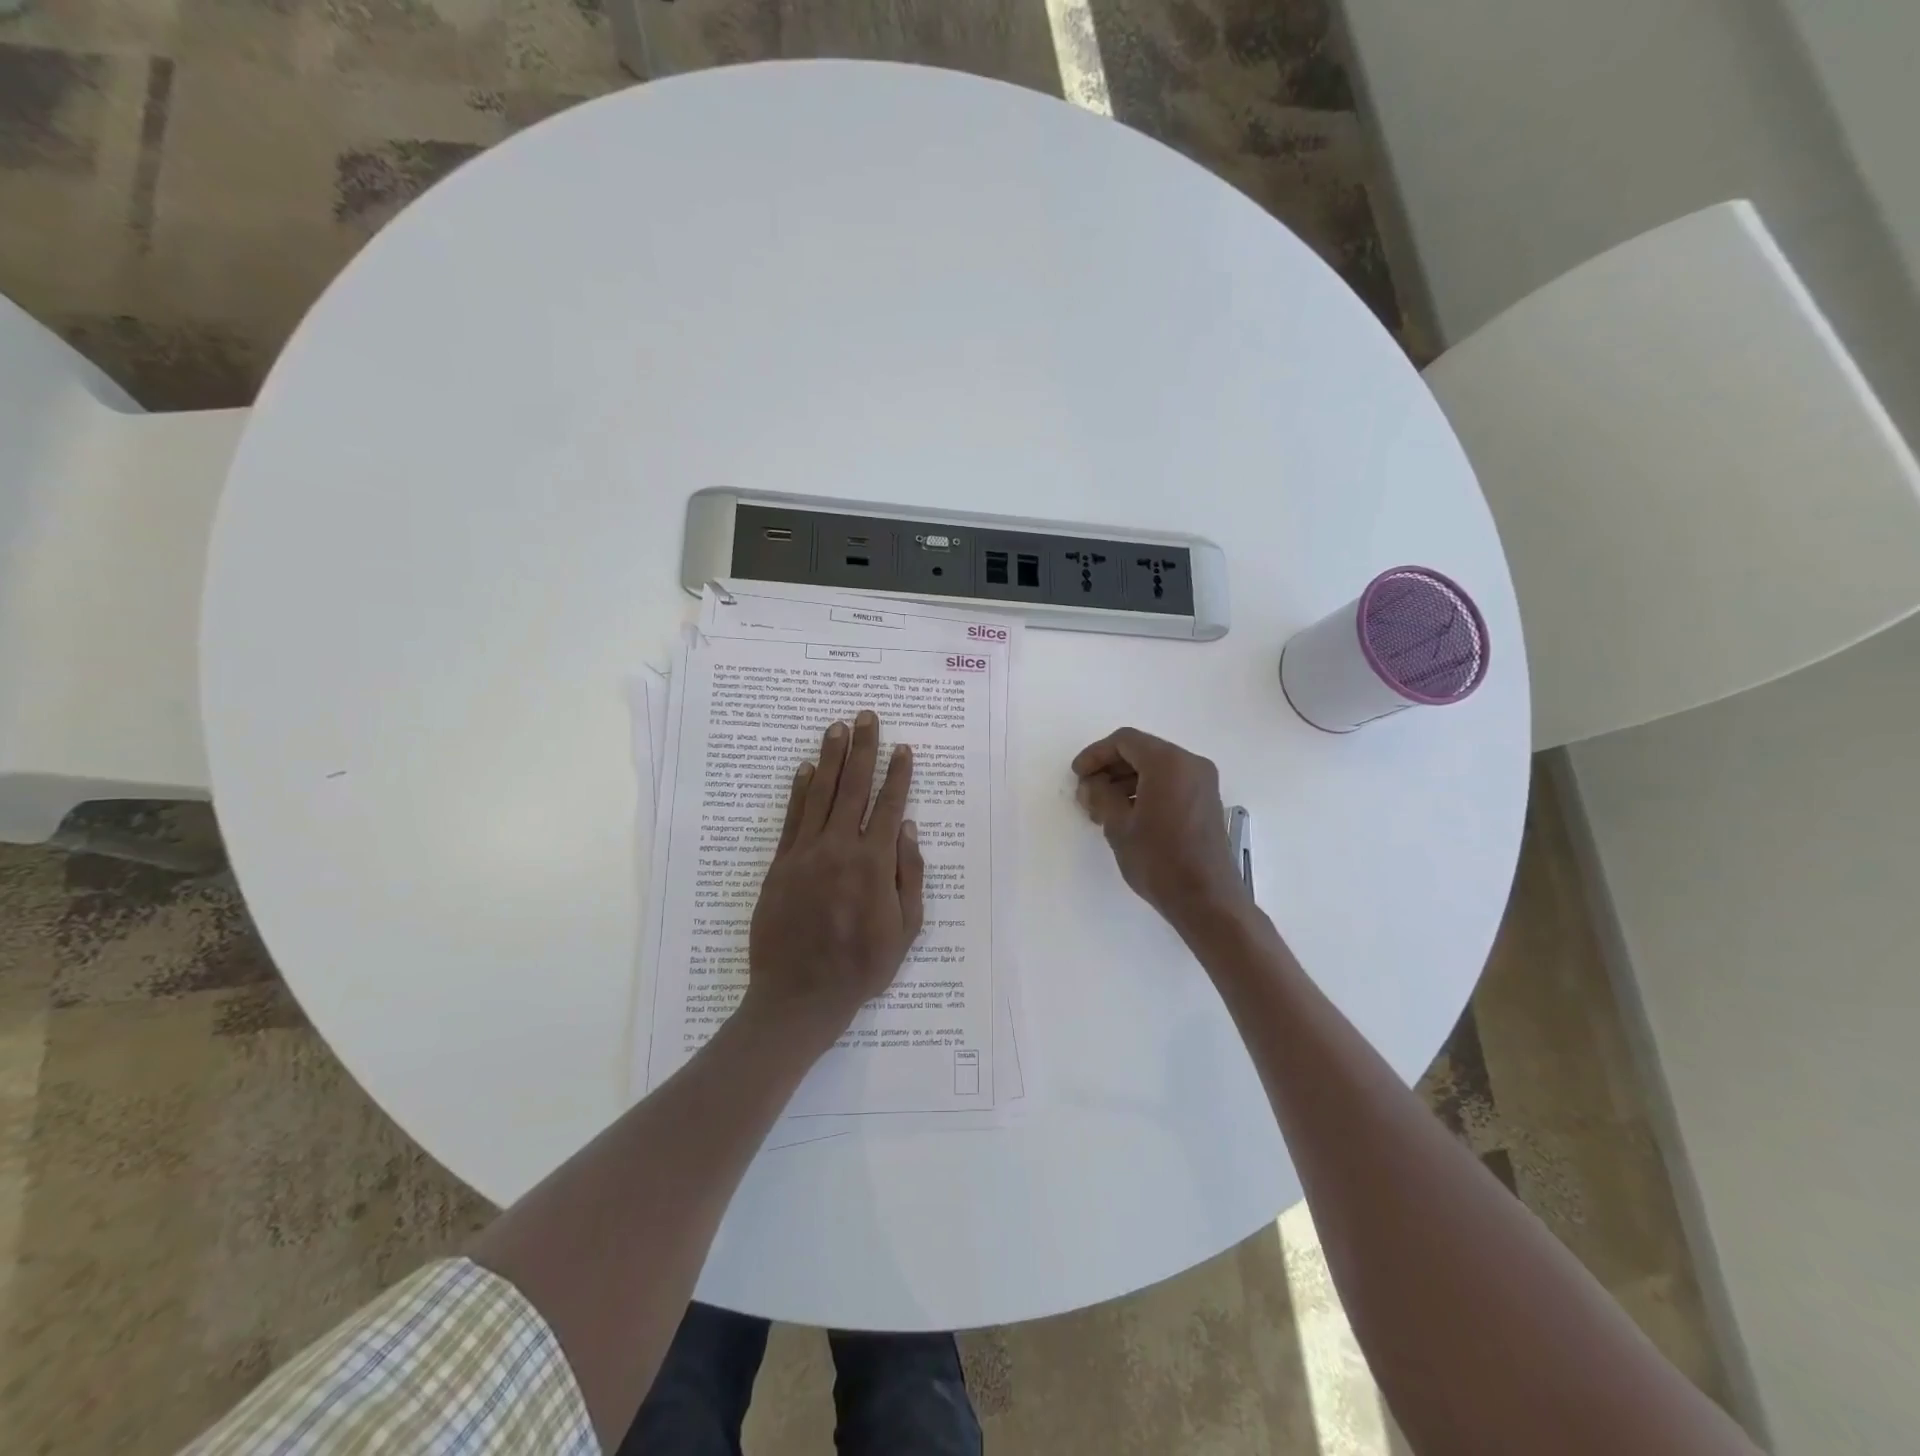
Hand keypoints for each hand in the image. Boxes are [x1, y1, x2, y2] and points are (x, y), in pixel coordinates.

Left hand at [745, 710, 924, 1050]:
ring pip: (821, 794)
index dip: (898, 774)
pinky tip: (807, 768)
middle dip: (864, 749)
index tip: (903, 748)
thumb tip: (908, 829)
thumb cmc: (861, 966)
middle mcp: (839, 848)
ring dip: (832, 758)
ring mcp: (806, 853)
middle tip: (867, 717)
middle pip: (854, 788)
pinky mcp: (780, 864)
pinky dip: (800, 790)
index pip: (889, 806)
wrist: (799, 995)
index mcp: (874, 864)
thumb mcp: (905, 930)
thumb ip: (909, 876)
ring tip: (838, 727)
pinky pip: (792, 818)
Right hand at [1073, 727, 1250, 936]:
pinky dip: (1146, 790)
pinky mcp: (1206, 801)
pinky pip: (1170, 782)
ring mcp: (1202, 782)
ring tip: (1103, 808)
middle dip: (1110, 768)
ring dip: (1126, 780)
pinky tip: (1127, 814)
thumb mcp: (1118, 826)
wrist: (1206, 899)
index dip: (1096, 754)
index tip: (1078, 776)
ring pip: (1156, 768)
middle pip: (1142, 751)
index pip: (1125, 741)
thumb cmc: (1159, 860)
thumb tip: (1090, 784)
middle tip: (1088, 793)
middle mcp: (1190, 763)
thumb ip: (1100, 796)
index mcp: (1168, 763)